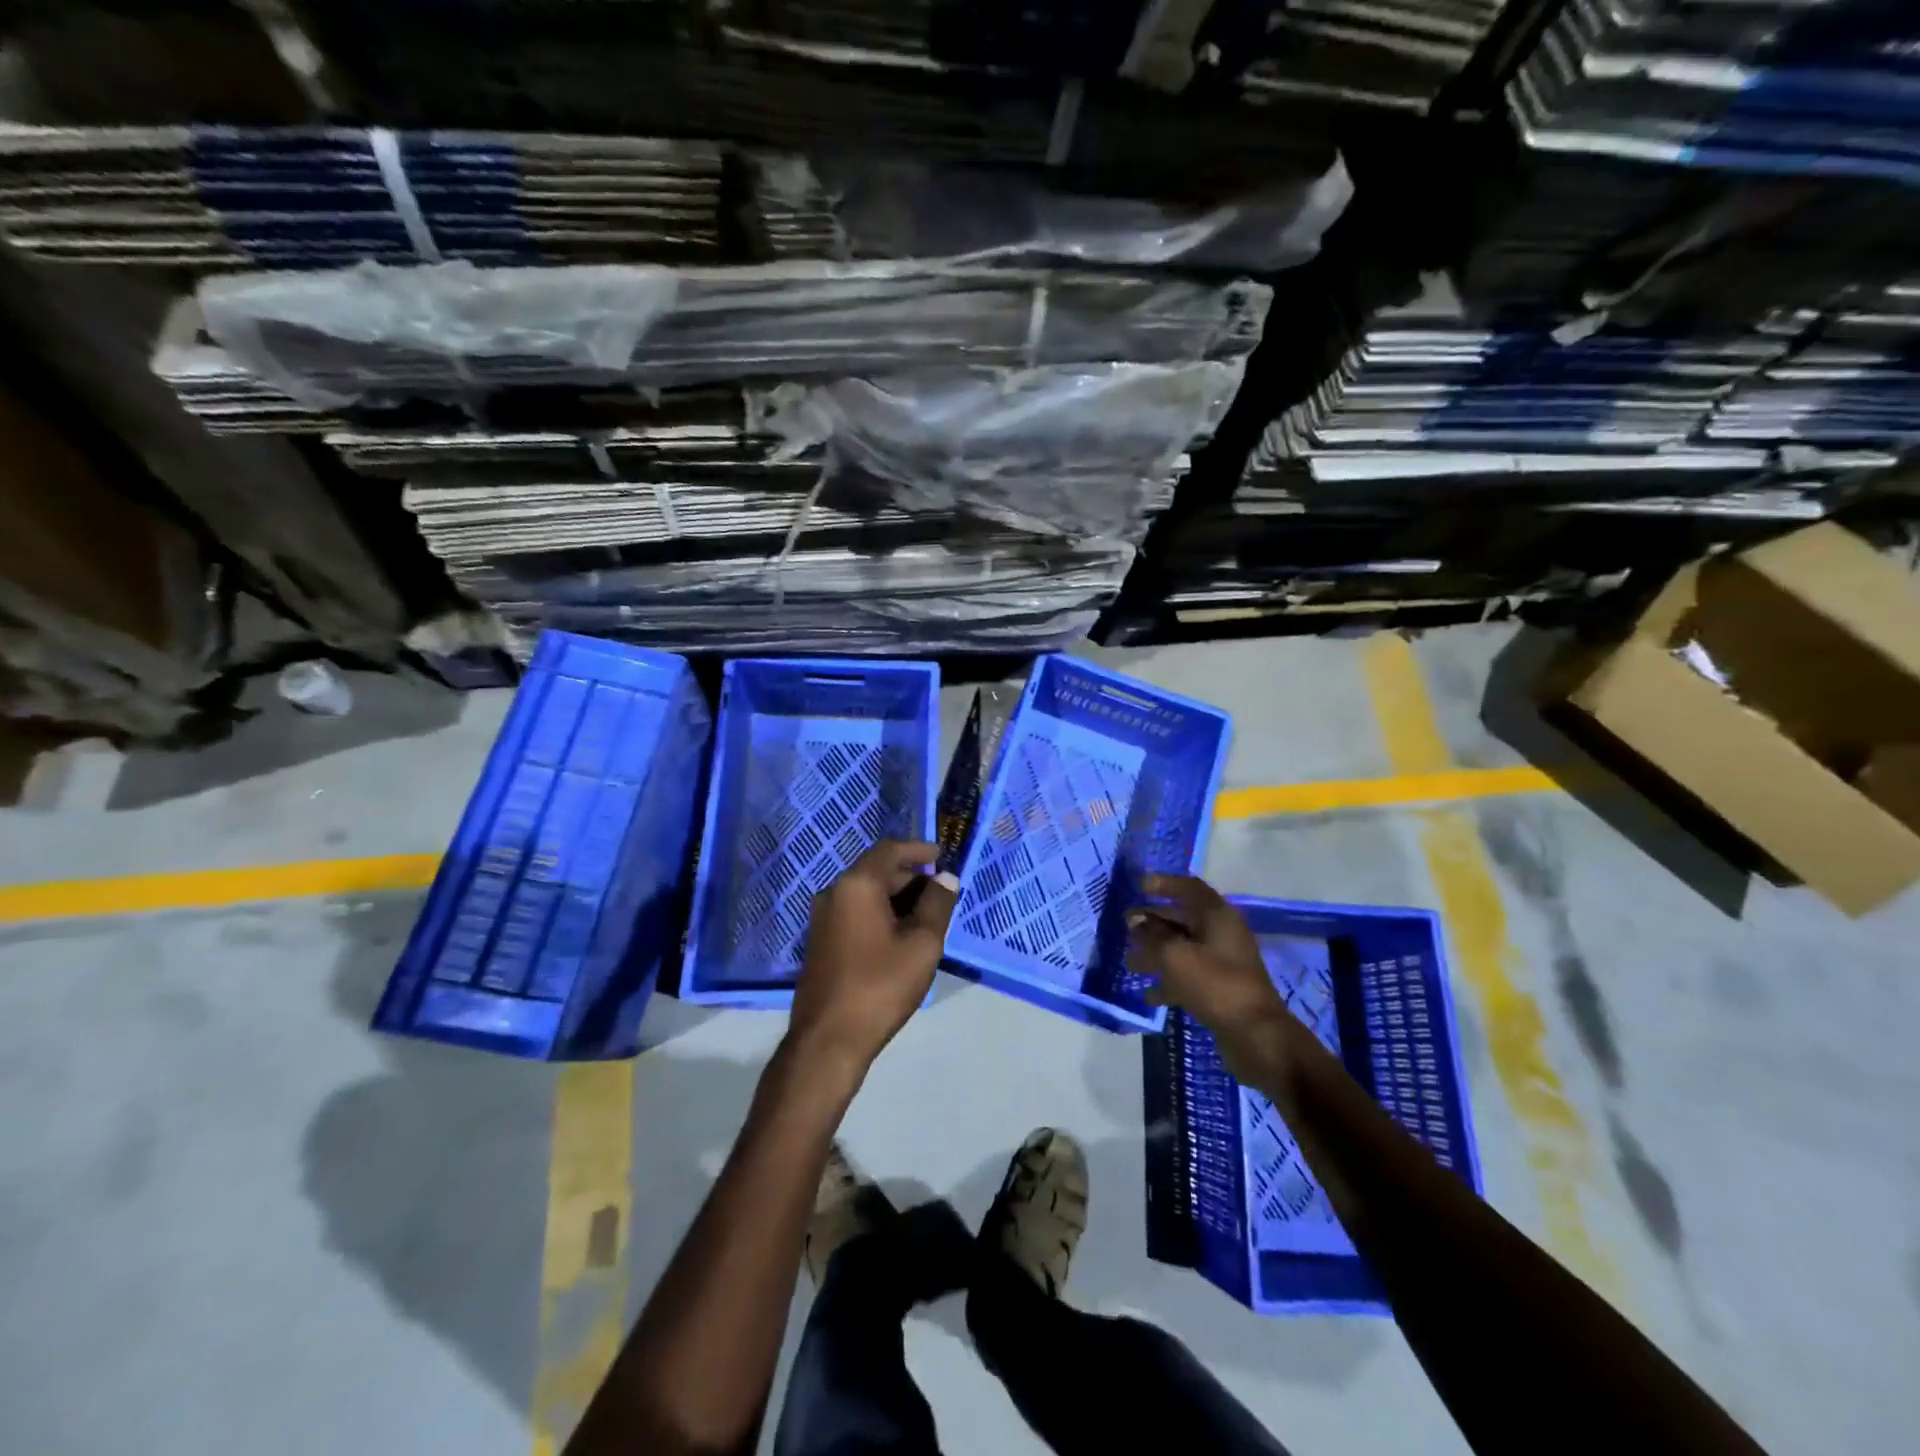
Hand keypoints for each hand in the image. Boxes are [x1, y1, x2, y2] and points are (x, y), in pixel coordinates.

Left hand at [788, 839, 958, 1073]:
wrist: (828, 1040)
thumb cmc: (879, 987)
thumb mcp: (922, 945)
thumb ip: (937, 905)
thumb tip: (945, 878)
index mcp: (857, 885)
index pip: (890, 849)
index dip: (919, 849)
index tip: (942, 855)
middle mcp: (834, 891)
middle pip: (877, 869)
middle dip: (911, 876)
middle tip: (941, 893)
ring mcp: (823, 916)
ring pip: (866, 892)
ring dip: (897, 897)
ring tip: (927, 916)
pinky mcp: (821, 939)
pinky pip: (855, 911)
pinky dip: (880, 912)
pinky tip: (901, 934)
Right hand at [1127, 874, 1297, 1082]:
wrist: (1256, 1035)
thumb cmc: (1215, 985)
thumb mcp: (1176, 956)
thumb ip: (1152, 935)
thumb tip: (1135, 920)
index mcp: (1217, 916)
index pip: (1190, 888)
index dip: (1164, 884)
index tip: (1139, 886)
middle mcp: (1221, 933)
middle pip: (1183, 918)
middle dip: (1153, 922)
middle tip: (1125, 926)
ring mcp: (1223, 962)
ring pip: (1183, 948)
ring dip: (1156, 952)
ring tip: (1130, 962)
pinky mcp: (1220, 987)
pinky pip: (1189, 974)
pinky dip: (1169, 980)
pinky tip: (1148, 994)